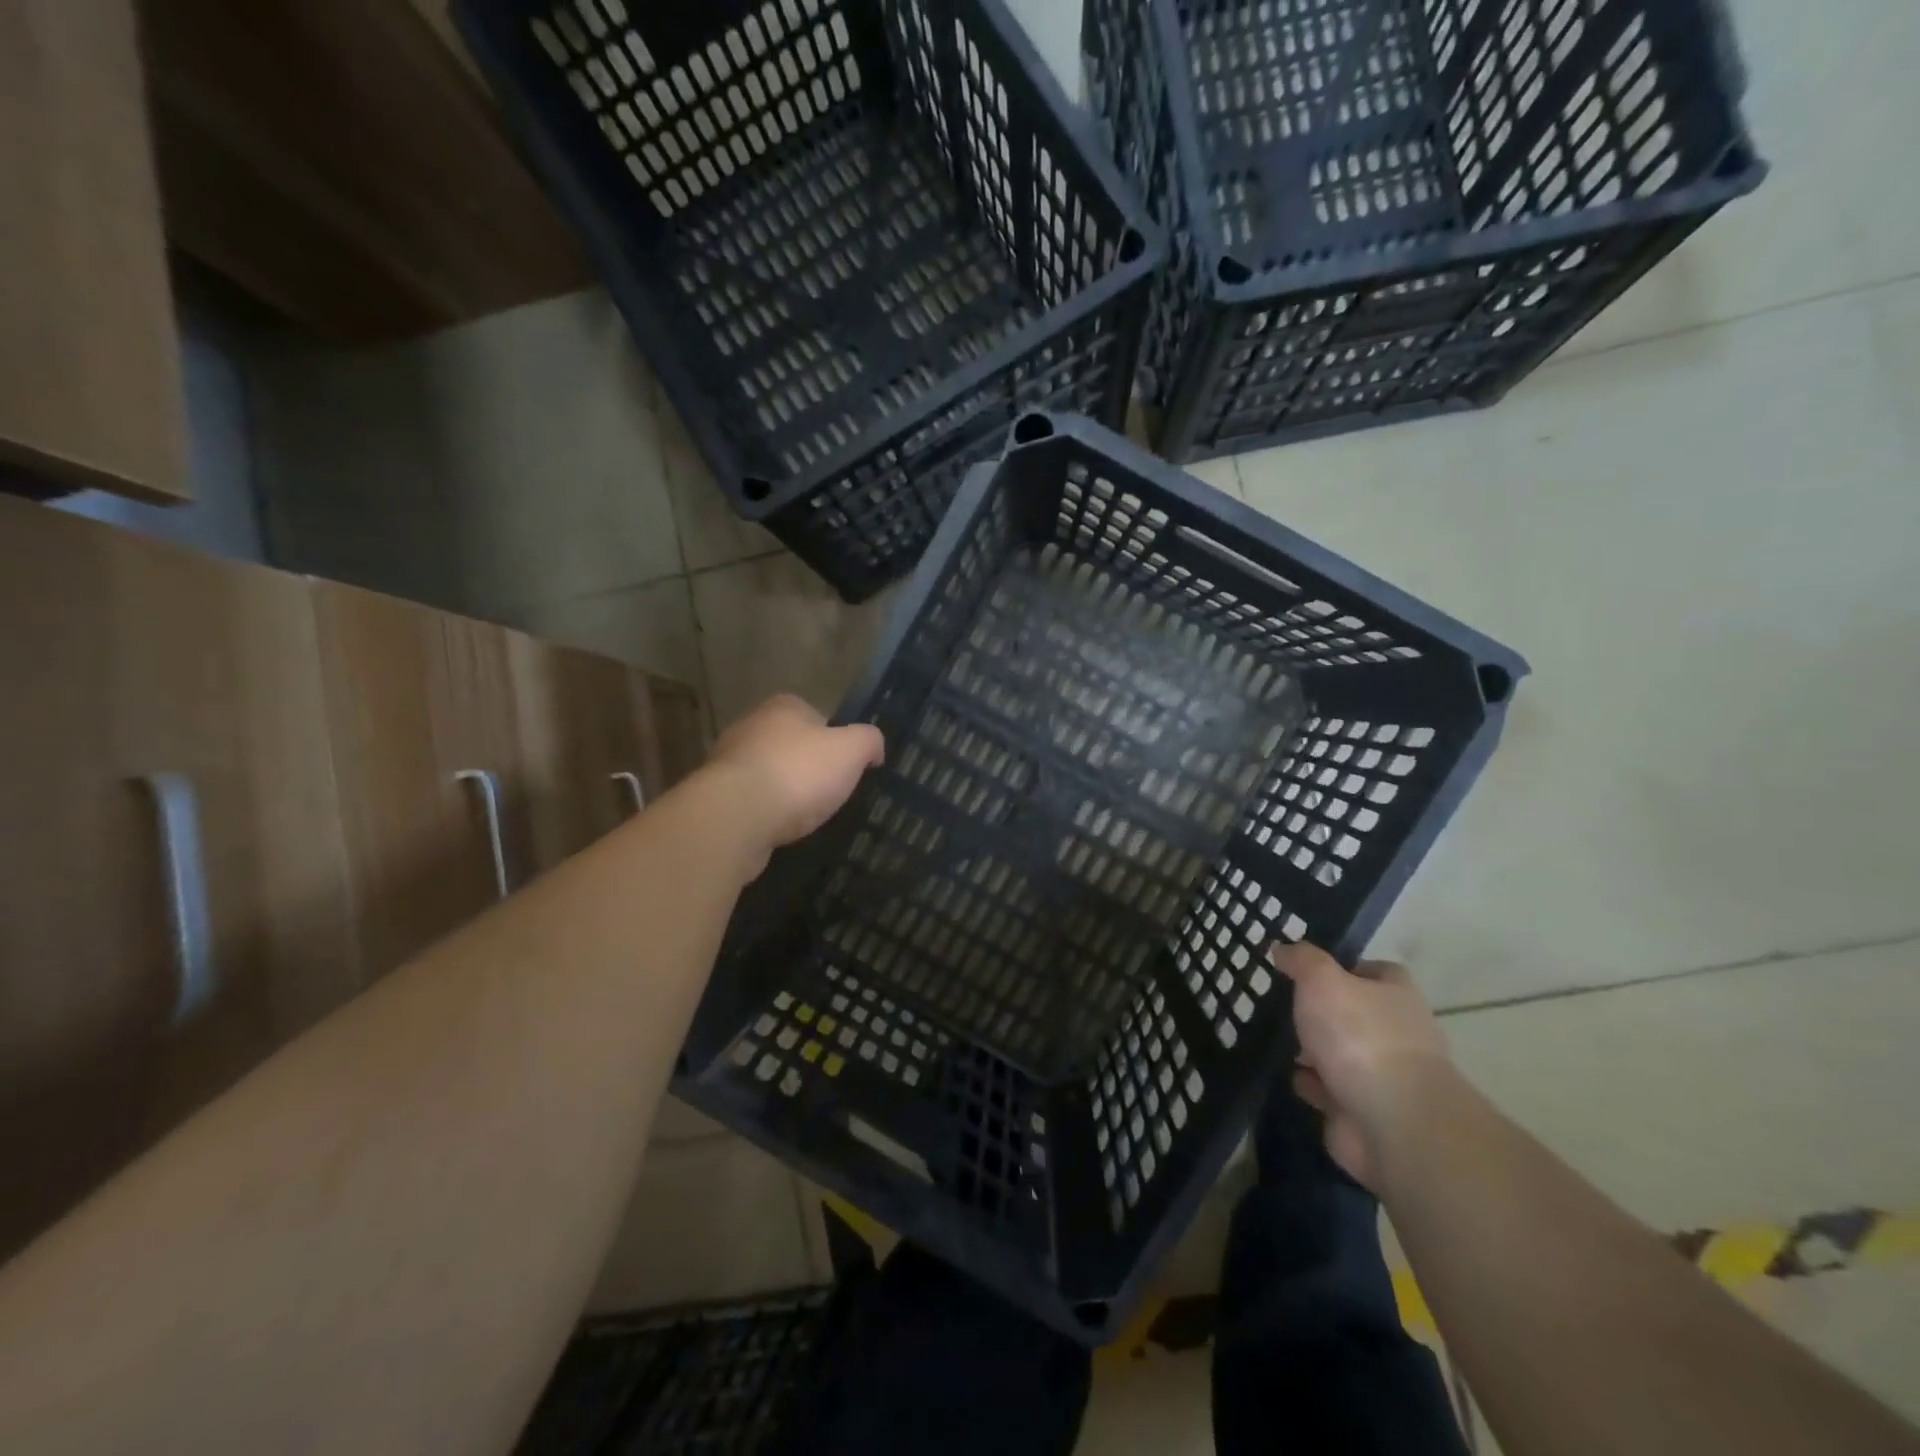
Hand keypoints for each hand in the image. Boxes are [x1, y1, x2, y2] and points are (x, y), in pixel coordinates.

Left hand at [704, 695, 884, 871]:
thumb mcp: (851, 750)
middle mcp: (751, 725)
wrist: (737, 815)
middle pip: (789, 744)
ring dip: (783, 790)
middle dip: (806, 765)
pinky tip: (777, 828)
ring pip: (767, 772)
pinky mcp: (716, 795)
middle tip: (828, 792)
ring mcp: (728, 761)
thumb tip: (874, 748)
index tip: (844, 766)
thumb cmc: (799, 773)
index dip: (834, 740)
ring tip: (803, 815)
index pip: (816, 716)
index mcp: (783, 707)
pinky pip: (750, 800)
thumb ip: (869, 741)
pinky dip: (765, 812)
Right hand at [1272, 942, 1455, 1190]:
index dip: (1345, 967)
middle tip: (1284, 1006)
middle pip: (1357, 1014)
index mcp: (1396, 996)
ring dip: (1314, 1052)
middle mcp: (1398, 1033)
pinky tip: (1291, 1077)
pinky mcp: (1366, 1112)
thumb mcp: (1322, 981)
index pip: (1376, 971)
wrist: (1392, 1123)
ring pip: (1343, 1055)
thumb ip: (1302, 961)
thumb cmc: (1360, 1037)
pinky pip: (1333, 1092)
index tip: (1307, 971)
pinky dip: (1313, 1085)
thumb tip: (1284, 947)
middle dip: (1323, 1014)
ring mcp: (1385, 1077)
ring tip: (1278, 1041)